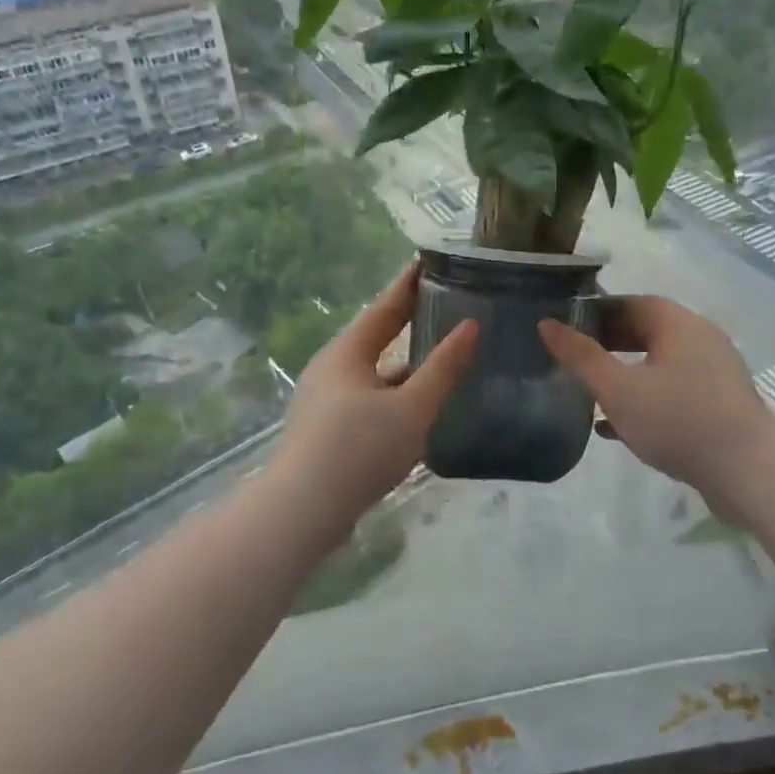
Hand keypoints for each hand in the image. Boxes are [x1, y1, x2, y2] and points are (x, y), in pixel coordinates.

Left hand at [271, 264, 478, 531]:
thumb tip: (470, 327)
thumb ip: (443, 368)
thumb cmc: (360, 449)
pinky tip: (418, 410)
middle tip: (445, 307)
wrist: (304, 510)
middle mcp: (332, 370)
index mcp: (347, 353)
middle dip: (409, 324)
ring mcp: (326, 402)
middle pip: (377, 339)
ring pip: (374, 375)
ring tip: (442, 359)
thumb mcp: (411, 408)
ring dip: (405, 367)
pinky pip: (369, 401)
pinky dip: (395, 397)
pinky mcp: (327, 432)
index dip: (409, 285)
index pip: (385, 308)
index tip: (430, 262)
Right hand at [539, 297, 774, 511]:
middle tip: (573, 360)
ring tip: (589, 392)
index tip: (566, 328)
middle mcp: (700, 340)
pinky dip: (644, 399)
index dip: (597, 312)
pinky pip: (673, 392)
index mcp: (678, 324)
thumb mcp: (618, 389)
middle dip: (608, 344)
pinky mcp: (718, 405)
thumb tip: (546, 324)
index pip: (632, 303)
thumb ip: (580, 357)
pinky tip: (616, 427)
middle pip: (647, 332)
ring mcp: (713, 373)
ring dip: (625, 374)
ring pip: (658, 365)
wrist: (749, 472)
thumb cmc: (678, 420)